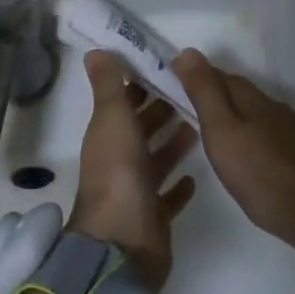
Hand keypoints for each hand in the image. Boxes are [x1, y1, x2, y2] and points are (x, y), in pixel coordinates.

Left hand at [68, 50, 198, 289]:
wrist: (123, 242)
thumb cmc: (119, 172)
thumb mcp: (112, 117)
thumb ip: (108, 84)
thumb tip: (94, 51)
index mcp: (108, 136)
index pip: (123, 103)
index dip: (139, 85)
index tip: (164, 68)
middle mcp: (120, 161)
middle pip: (141, 130)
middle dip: (160, 111)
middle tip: (189, 93)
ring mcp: (136, 191)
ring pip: (156, 160)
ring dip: (173, 143)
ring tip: (199, 124)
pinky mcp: (154, 218)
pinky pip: (167, 197)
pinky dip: (178, 186)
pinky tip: (195, 177)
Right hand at [174, 49, 294, 258]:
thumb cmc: (262, 176)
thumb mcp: (222, 134)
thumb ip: (205, 94)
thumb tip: (187, 51)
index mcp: (252, 98)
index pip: (219, 75)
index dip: (198, 77)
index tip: (177, 85)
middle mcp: (274, 105)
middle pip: (239, 91)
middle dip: (216, 95)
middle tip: (191, 111)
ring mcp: (293, 129)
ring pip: (256, 112)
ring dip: (235, 115)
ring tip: (217, 135)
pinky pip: (271, 131)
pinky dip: (254, 134)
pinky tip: (249, 154)